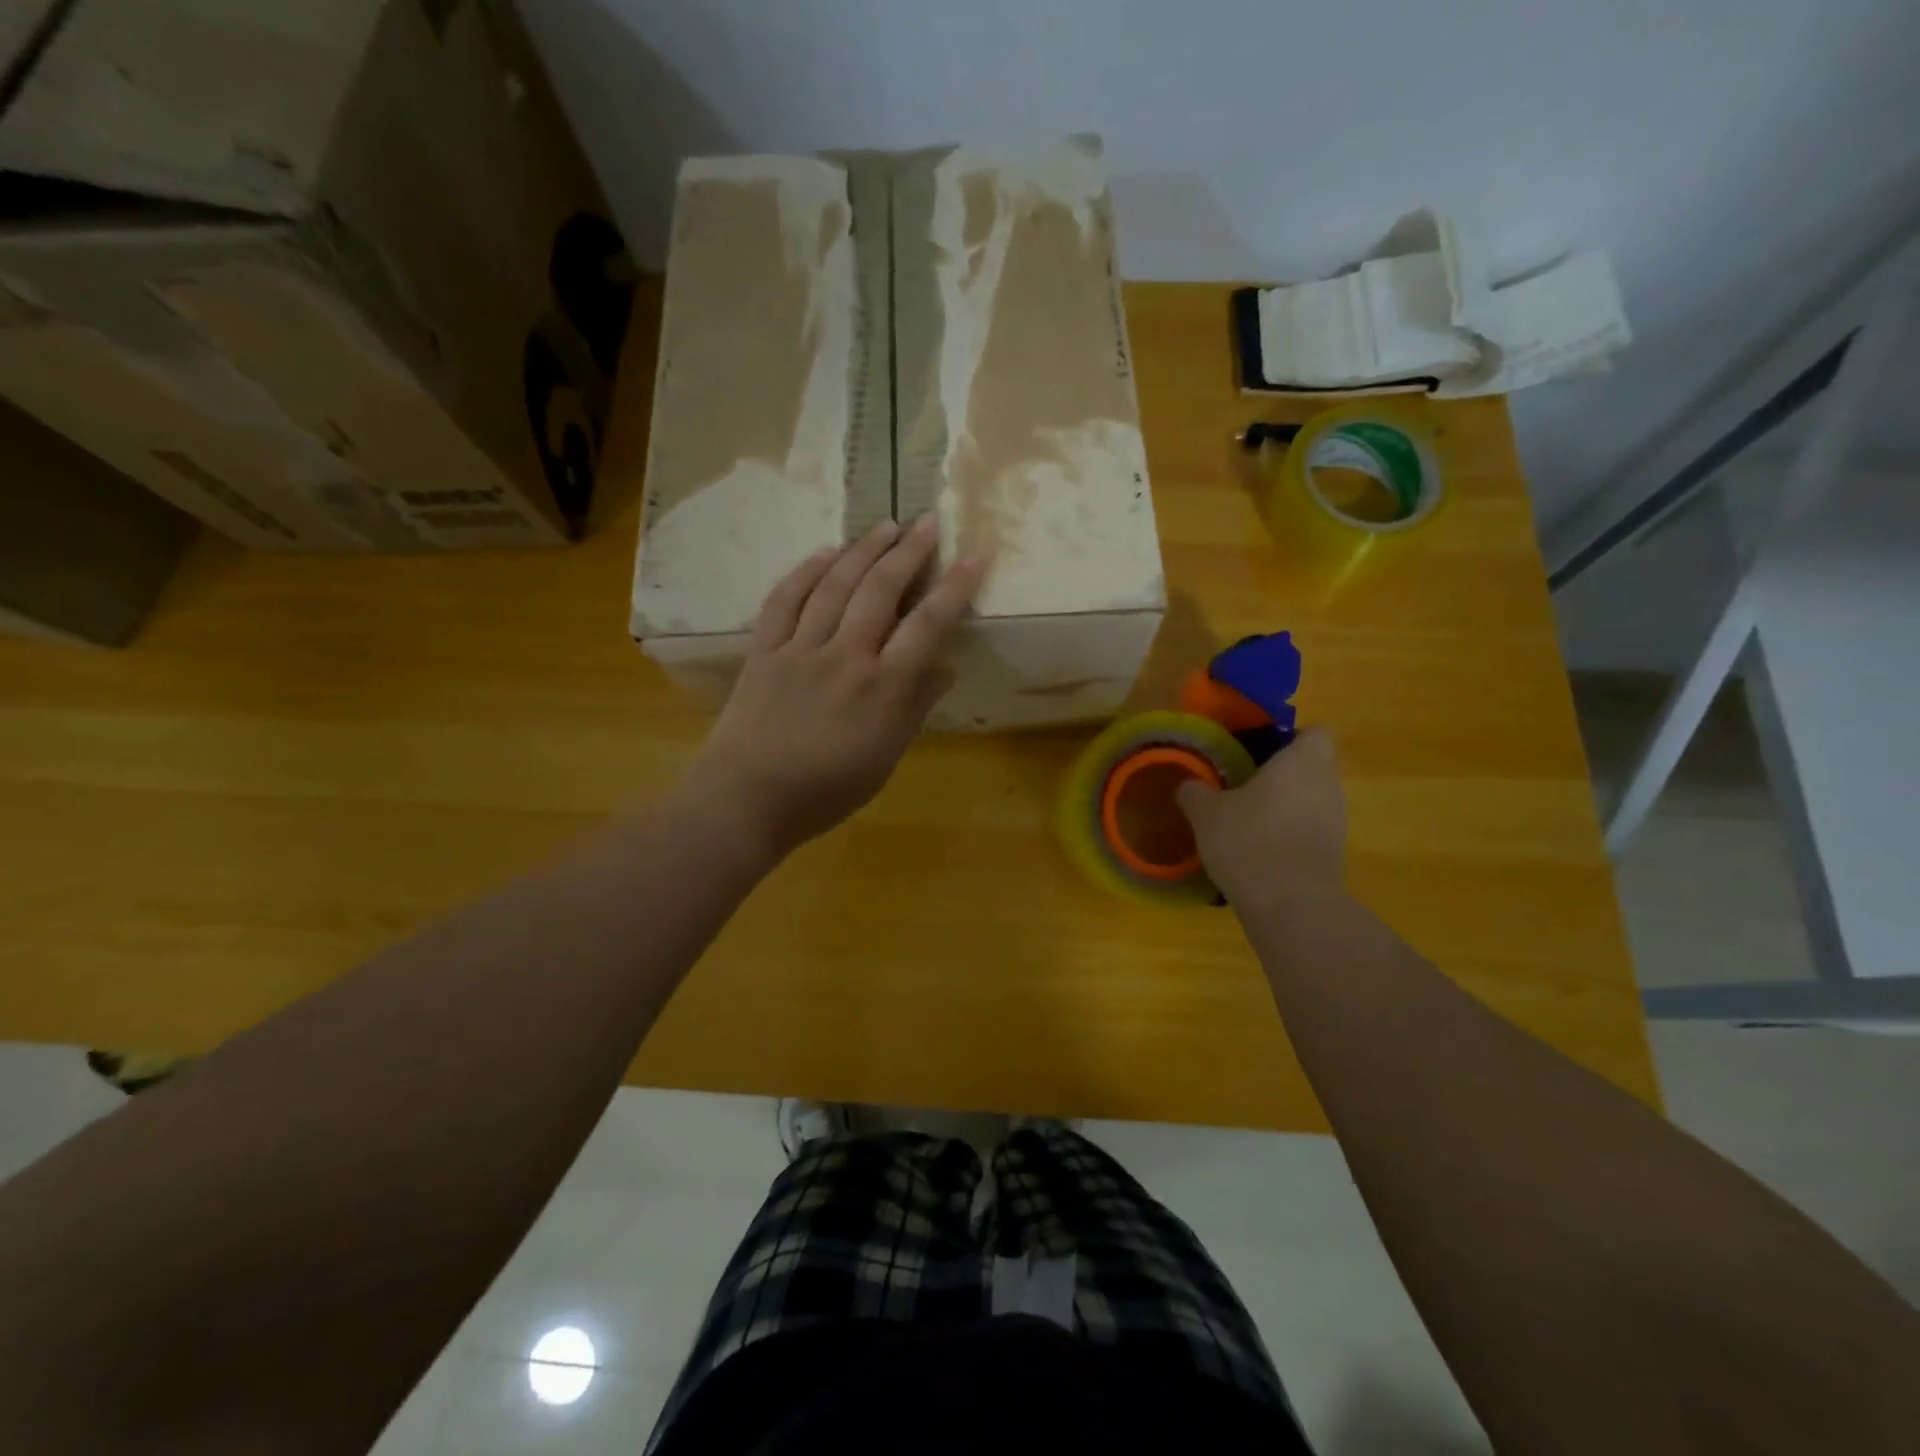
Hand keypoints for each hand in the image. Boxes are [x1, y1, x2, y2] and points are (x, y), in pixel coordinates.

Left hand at [682, 516, 985, 864]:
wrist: (748, 799)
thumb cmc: (826, 790)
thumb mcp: (885, 757)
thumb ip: (914, 707)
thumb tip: (943, 667)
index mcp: (882, 688)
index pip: (926, 625)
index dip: (954, 587)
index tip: (974, 555)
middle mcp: (844, 656)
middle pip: (880, 591)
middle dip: (908, 551)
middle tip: (927, 521)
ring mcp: (800, 649)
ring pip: (835, 586)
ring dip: (863, 551)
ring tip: (885, 526)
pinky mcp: (764, 651)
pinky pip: (784, 600)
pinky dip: (806, 572)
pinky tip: (824, 553)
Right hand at [1176, 726, 1346, 906]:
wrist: (1289, 905)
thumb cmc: (1249, 840)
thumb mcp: (1206, 813)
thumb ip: (1196, 792)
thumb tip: (1188, 784)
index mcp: (1303, 761)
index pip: (1315, 732)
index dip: (1290, 737)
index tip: (1260, 749)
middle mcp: (1328, 785)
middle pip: (1312, 767)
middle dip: (1282, 773)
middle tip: (1242, 783)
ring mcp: (1336, 821)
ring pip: (1311, 799)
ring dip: (1285, 804)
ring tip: (1247, 818)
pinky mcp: (1333, 853)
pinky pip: (1310, 829)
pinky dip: (1289, 833)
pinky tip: (1258, 848)